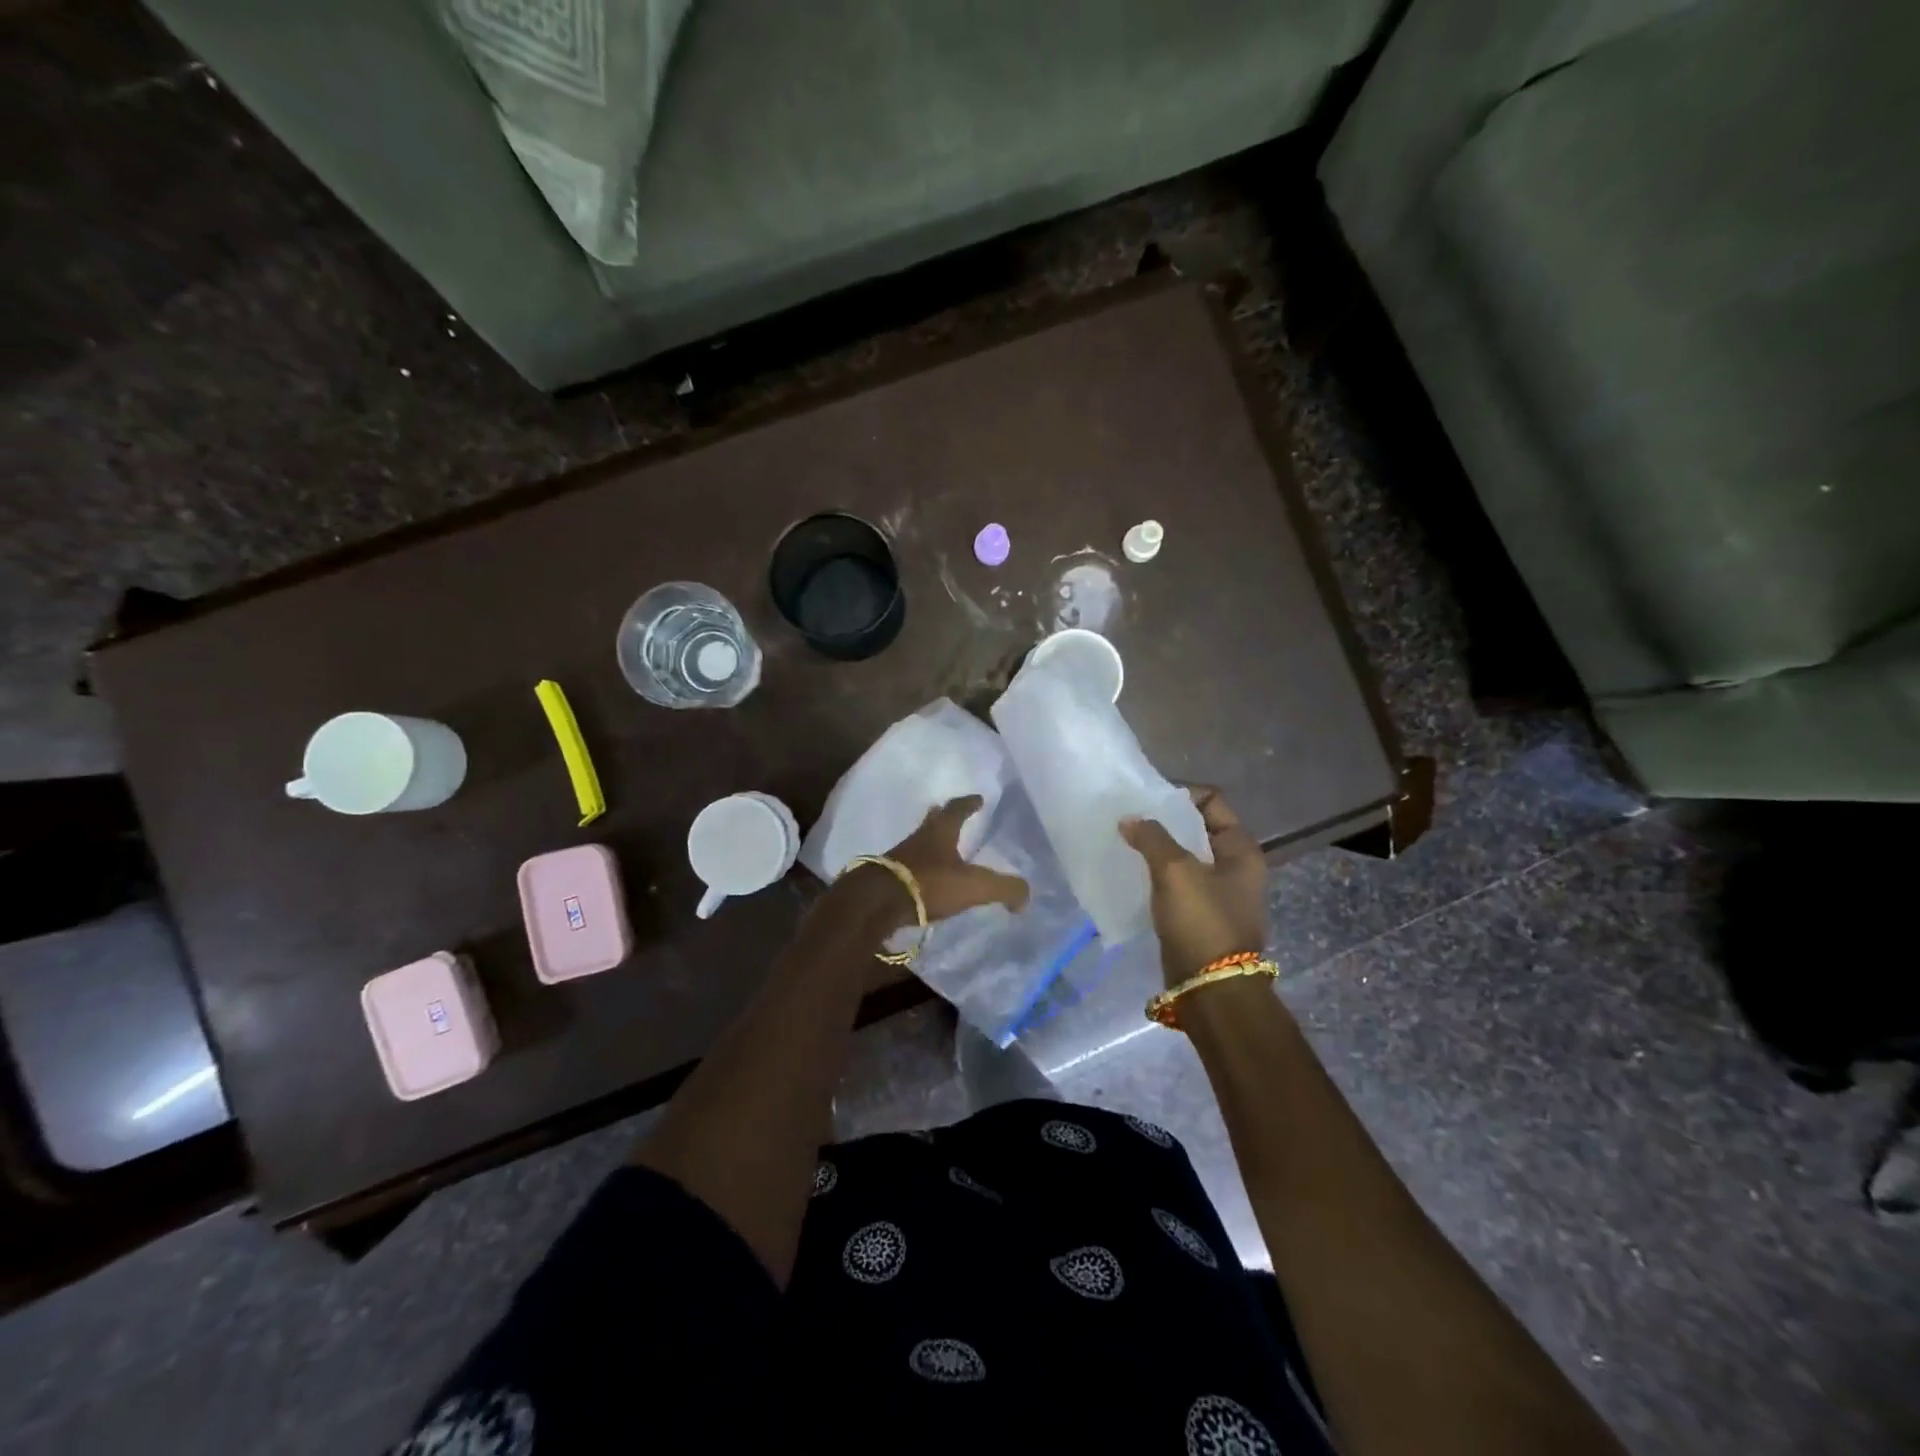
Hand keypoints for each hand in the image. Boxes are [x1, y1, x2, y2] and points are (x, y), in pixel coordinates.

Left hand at [885, 794, 1029, 921]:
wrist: (877, 902)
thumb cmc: (929, 883)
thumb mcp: (974, 886)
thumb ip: (1004, 888)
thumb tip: (1024, 896)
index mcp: (941, 831)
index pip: (957, 809)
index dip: (969, 803)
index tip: (978, 798)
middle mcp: (919, 837)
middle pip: (933, 820)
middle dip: (944, 816)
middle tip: (954, 815)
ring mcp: (900, 856)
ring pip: (920, 842)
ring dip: (931, 842)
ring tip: (943, 849)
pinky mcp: (888, 877)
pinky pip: (909, 865)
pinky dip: (921, 866)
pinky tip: (926, 878)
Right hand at [1121, 786, 1266, 985]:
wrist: (1210, 988)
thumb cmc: (1201, 921)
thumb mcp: (1175, 871)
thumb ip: (1152, 838)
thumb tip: (1130, 820)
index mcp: (1241, 849)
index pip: (1213, 801)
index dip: (1181, 794)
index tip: (1147, 799)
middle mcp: (1234, 866)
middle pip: (1197, 828)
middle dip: (1164, 821)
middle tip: (1130, 818)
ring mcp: (1218, 892)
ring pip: (1184, 856)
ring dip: (1157, 848)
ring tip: (1126, 843)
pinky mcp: (1198, 914)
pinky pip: (1176, 882)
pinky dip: (1156, 874)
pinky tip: (1132, 872)